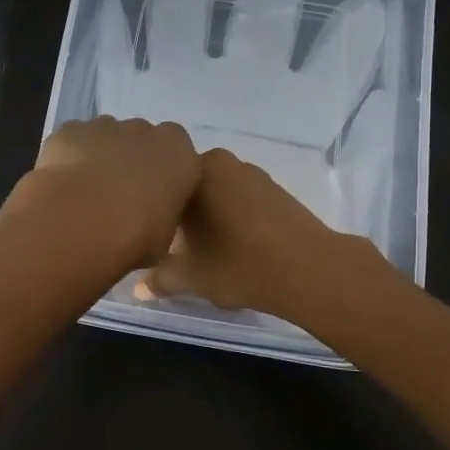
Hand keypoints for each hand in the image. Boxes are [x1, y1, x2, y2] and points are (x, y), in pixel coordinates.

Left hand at [15, 117, 201, 272]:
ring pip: (107, 136)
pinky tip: (63, 184)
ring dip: (101, 156)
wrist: (80, 221)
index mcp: (180, 154)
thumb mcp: (164, 238)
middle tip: (119, 197)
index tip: (152, 199)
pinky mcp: (70, 129)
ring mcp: (105, 126)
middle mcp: (145, 131)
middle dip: (132, 161)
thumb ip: (162, 217)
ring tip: (87, 193)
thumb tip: (150, 220)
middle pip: (142, 140)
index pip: (179, 156)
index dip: (163, 176)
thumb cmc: (135, 235)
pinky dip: (70, 155)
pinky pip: (74, 139)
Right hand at [137, 147, 369, 320]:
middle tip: (174, 247)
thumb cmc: (239, 265)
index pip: (159, 187)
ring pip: (215, 192)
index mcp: (193, 172)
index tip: (152, 242)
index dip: (153, 216)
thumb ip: (160, 279)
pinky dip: (232, 216)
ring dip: (207, 214)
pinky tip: (233, 243)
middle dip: (179, 214)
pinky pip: (240, 198)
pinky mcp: (275, 188)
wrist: (310, 269)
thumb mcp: (191, 278)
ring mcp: (251, 172)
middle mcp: (220, 162)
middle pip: (187, 188)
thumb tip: (139, 288)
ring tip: (203, 247)